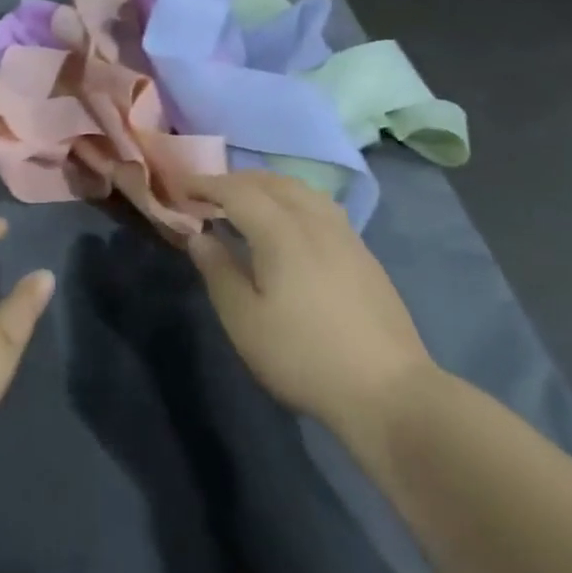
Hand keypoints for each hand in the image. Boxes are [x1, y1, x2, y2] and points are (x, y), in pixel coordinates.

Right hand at [184, 173, 436, 434]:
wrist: (389, 392)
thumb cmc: (304, 357)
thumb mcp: (245, 321)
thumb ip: (218, 272)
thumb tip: (199, 236)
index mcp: (281, 231)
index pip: (236, 191)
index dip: (206, 184)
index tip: (181, 188)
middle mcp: (314, 220)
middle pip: (271, 182)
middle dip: (235, 181)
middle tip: (208, 195)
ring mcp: (344, 234)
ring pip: (300, 189)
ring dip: (267, 186)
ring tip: (247, 203)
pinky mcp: (363, 253)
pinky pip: (319, 205)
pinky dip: (292, 200)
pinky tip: (289, 224)